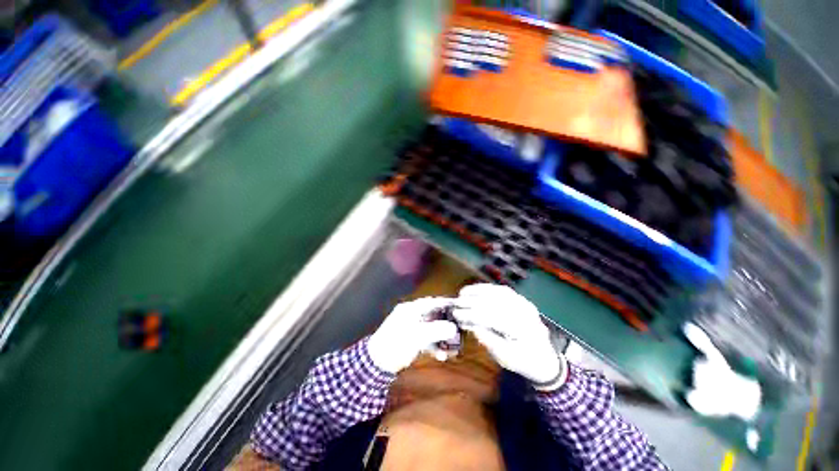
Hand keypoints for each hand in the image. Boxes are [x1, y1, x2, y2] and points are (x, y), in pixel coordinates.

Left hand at [367, 297, 458, 373]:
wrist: (376, 364)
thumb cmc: (396, 344)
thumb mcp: (416, 336)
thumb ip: (436, 330)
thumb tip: (453, 328)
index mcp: (411, 309)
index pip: (431, 302)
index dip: (445, 303)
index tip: (459, 306)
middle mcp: (412, 315)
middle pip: (434, 316)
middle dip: (446, 324)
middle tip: (459, 331)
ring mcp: (412, 328)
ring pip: (432, 329)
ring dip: (442, 338)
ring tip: (452, 349)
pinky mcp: (411, 340)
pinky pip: (427, 339)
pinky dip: (434, 346)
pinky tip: (441, 356)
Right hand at [453, 284, 564, 389]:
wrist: (545, 358)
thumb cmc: (523, 361)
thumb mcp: (503, 356)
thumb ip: (486, 338)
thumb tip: (469, 323)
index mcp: (521, 330)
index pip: (492, 318)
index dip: (471, 314)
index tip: (456, 313)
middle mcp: (525, 313)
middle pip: (494, 302)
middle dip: (472, 301)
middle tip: (456, 302)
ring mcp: (525, 304)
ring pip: (499, 292)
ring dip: (479, 290)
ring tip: (463, 292)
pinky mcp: (522, 300)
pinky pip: (504, 290)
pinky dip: (488, 288)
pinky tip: (476, 289)